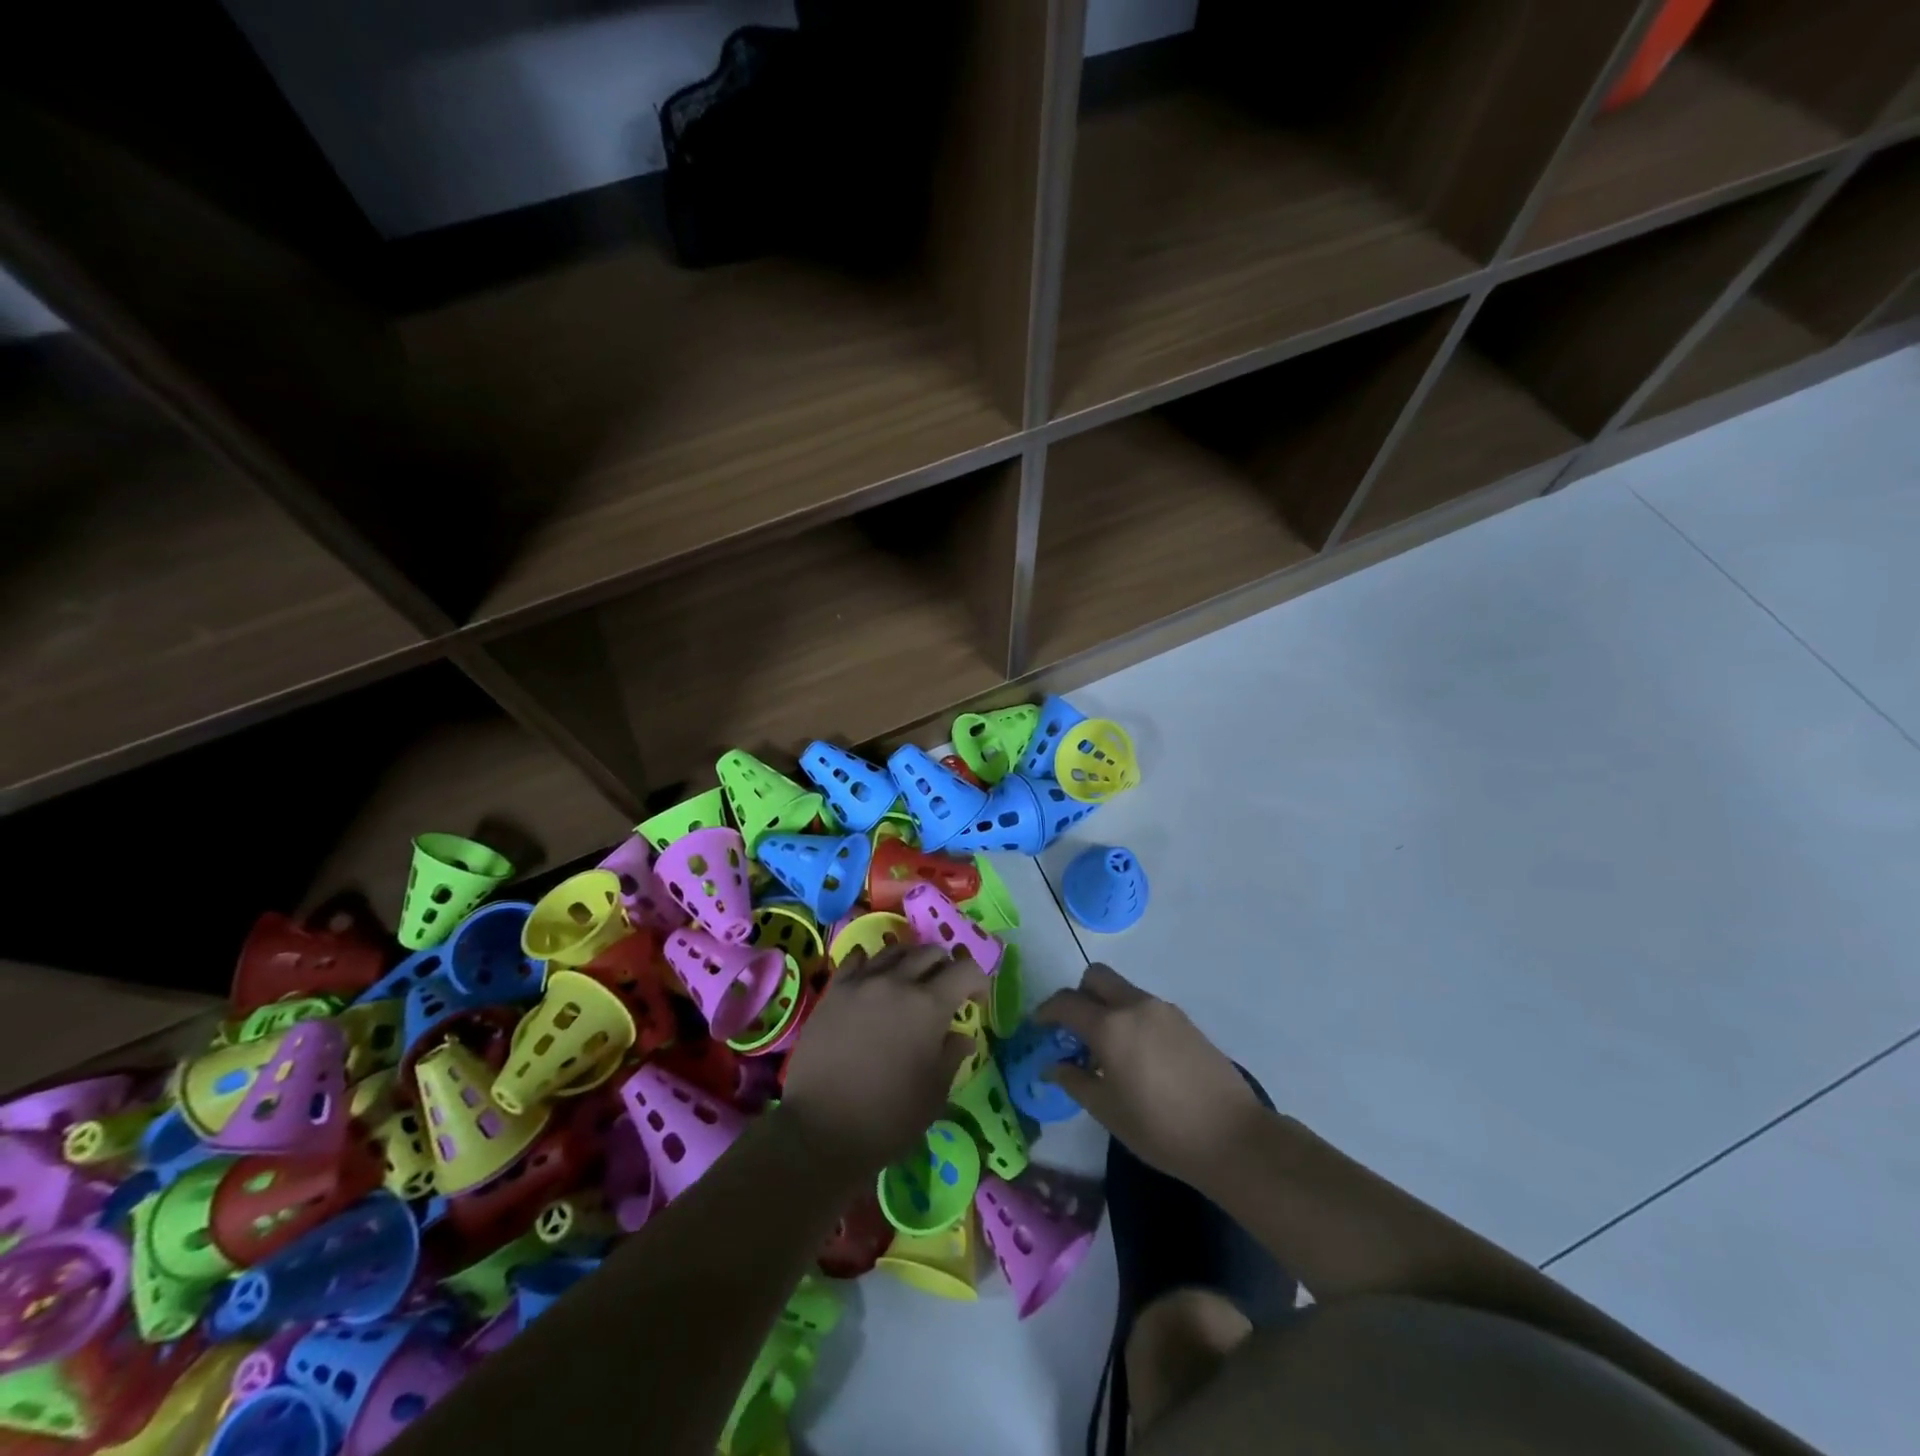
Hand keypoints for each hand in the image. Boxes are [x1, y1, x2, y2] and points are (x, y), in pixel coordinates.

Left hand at [779, 944, 977, 1182]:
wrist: (820, 1130)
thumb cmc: (887, 1118)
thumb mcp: (934, 1094)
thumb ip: (952, 1056)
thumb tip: (962, 1036)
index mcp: (929, 1006)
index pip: (965, 970)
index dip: (978, 981)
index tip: (976, 1002)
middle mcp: (897, 982)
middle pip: (930, 953)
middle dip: (945, 968)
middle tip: (945, 993)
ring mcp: (862, 982)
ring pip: (895, 950)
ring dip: (911, 961)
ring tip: (910, 983)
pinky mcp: (834, 991)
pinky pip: (856, 959)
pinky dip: (872, 962)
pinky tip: (872, 977)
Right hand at [1036, 964, 1266, 1189]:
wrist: (1233, 1138)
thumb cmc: (1161, 1129)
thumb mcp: (1108, 1111)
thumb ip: (1075, 1081)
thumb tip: (1053, 1066)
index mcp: (1111, 1026)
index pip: (1066, 1002)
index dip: (1046, 1011)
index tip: (1038, 1027)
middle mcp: (1135, 1006)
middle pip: (1096, 977)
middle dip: (1078, 995)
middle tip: (1073, 1030)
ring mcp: (1164, 1010)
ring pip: (1122, 990)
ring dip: (1106, 1006)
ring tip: (1106, 1050)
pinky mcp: (1185, 1022)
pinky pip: (1145, 1006)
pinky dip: (1130, 1018)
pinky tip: (1136, 1056)